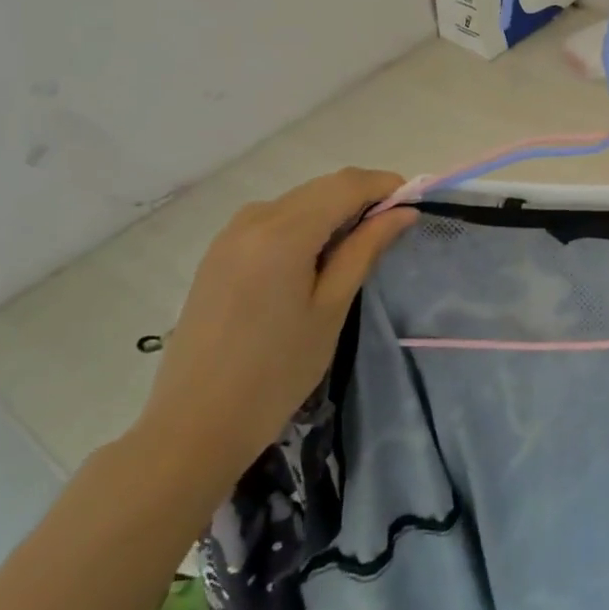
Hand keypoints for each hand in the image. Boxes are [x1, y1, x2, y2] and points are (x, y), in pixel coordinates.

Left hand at [133, 169, 415, 486]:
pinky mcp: (219, 252)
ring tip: (359, 245)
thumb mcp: (331, 308)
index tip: (414, 204)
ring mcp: (230, 233)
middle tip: (394, 227)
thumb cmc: (276, 372)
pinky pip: (274, 218)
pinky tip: (317, 256)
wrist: (194, 424)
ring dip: (334, 209)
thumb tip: (403, 212)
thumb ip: (366, 250)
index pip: (347, 184)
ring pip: (299, 200)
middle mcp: (254, 219)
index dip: (385, 186)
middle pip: (322, 187)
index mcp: (283, 232)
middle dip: (363, 196)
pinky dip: (305, 223)